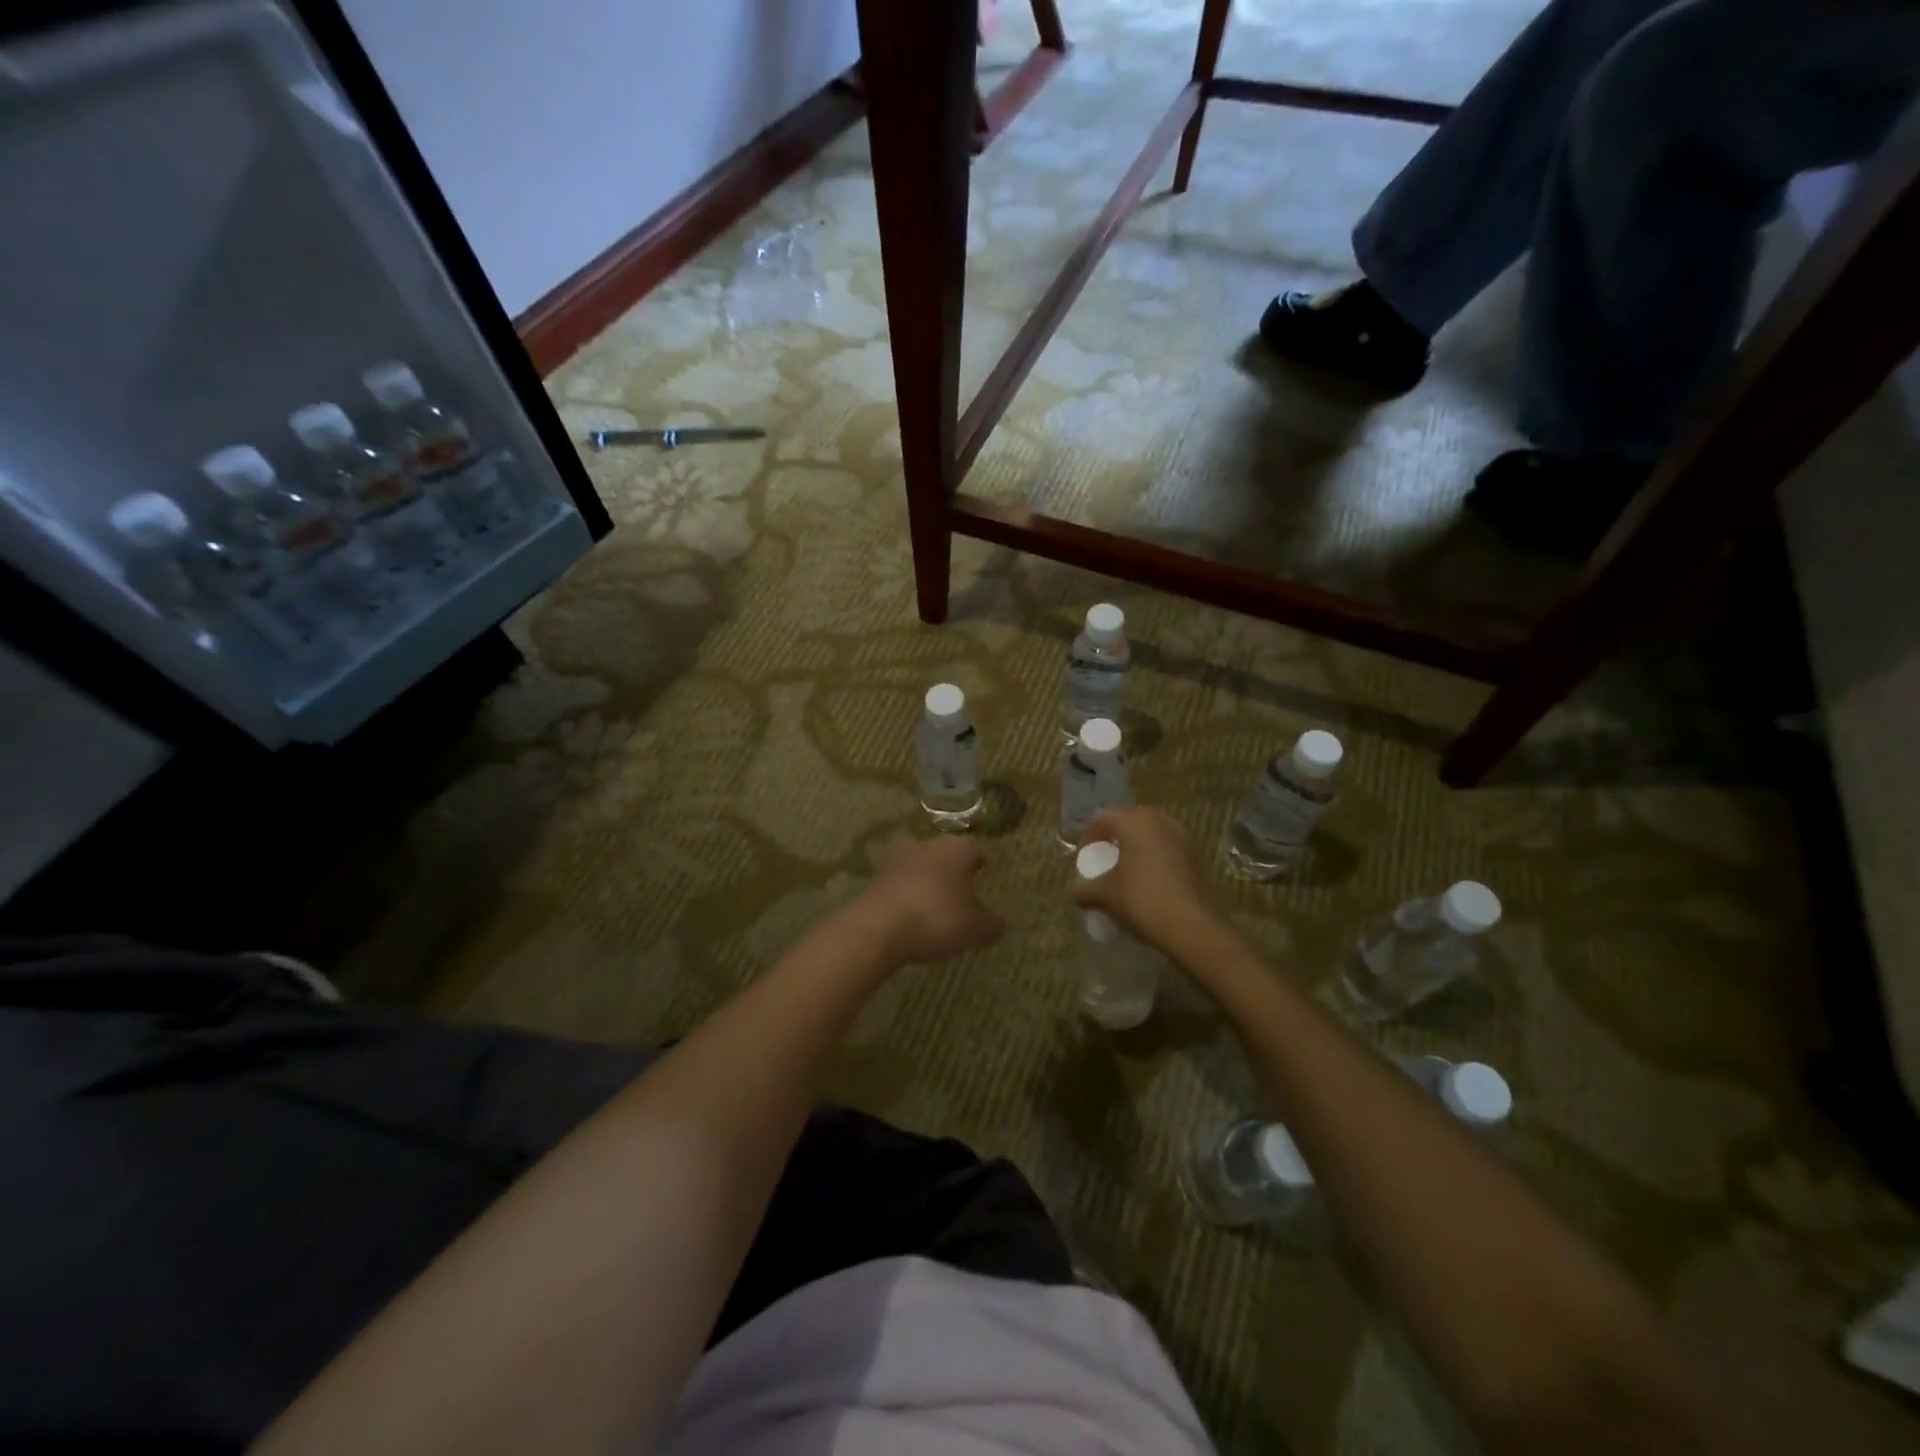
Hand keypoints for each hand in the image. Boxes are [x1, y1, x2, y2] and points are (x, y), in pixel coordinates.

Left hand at [854, 837, 1005, 966]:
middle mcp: (926, 845)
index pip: (974, 851)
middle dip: (951, 870)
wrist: (877, 928)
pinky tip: (911, 916)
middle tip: (960, 891)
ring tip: (934, 906)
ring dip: (926, 882)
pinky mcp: (874, 879)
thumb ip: (992, 924)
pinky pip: (899, 885)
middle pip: (944, 855)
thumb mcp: (976, 928)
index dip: (980, 864)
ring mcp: (896, 860)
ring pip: (919, 867)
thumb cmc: (937, 918)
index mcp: (956, 849)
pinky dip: (906, 896)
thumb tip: (1001, 922)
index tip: (984, 875)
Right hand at [1075, 807, 1221, 953]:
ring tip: (1128, 874)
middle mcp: (1161, 821)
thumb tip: (1077, 894)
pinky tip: (1150, 884)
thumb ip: (1086, 890)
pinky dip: (1156, 861)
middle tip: (1106, 862)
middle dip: (1115, 840)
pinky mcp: (1198, 858)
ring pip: (1152, 836)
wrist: (1194, 927)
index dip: (1088, 837)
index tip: (1085, 859)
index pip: (1103, 819)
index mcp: (1135, 822)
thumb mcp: (1105, 896)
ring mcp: (1184, 838)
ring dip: (1138, 850)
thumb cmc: (1142, 900)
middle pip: (1130, 823)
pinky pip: (1169, 851)